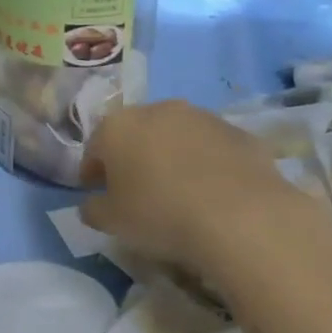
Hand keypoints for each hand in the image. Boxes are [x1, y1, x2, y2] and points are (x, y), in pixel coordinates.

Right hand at [79, 100, 331, 279]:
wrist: (240, 216)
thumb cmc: (159, 214)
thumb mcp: (112, 222)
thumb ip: (93, 209)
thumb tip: (91, 204)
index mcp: (117, 127)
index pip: (94, 148)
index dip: (92, 172)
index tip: (95, 193)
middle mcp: (156, 110)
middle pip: (135, 134)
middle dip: (132, 158)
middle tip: (136, 191)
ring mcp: (201, 117)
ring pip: (175, 136)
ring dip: (171, 156)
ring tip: (178, 192)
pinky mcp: (238, 132)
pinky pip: (212, 149)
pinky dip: (207, 164)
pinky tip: (213, 193)